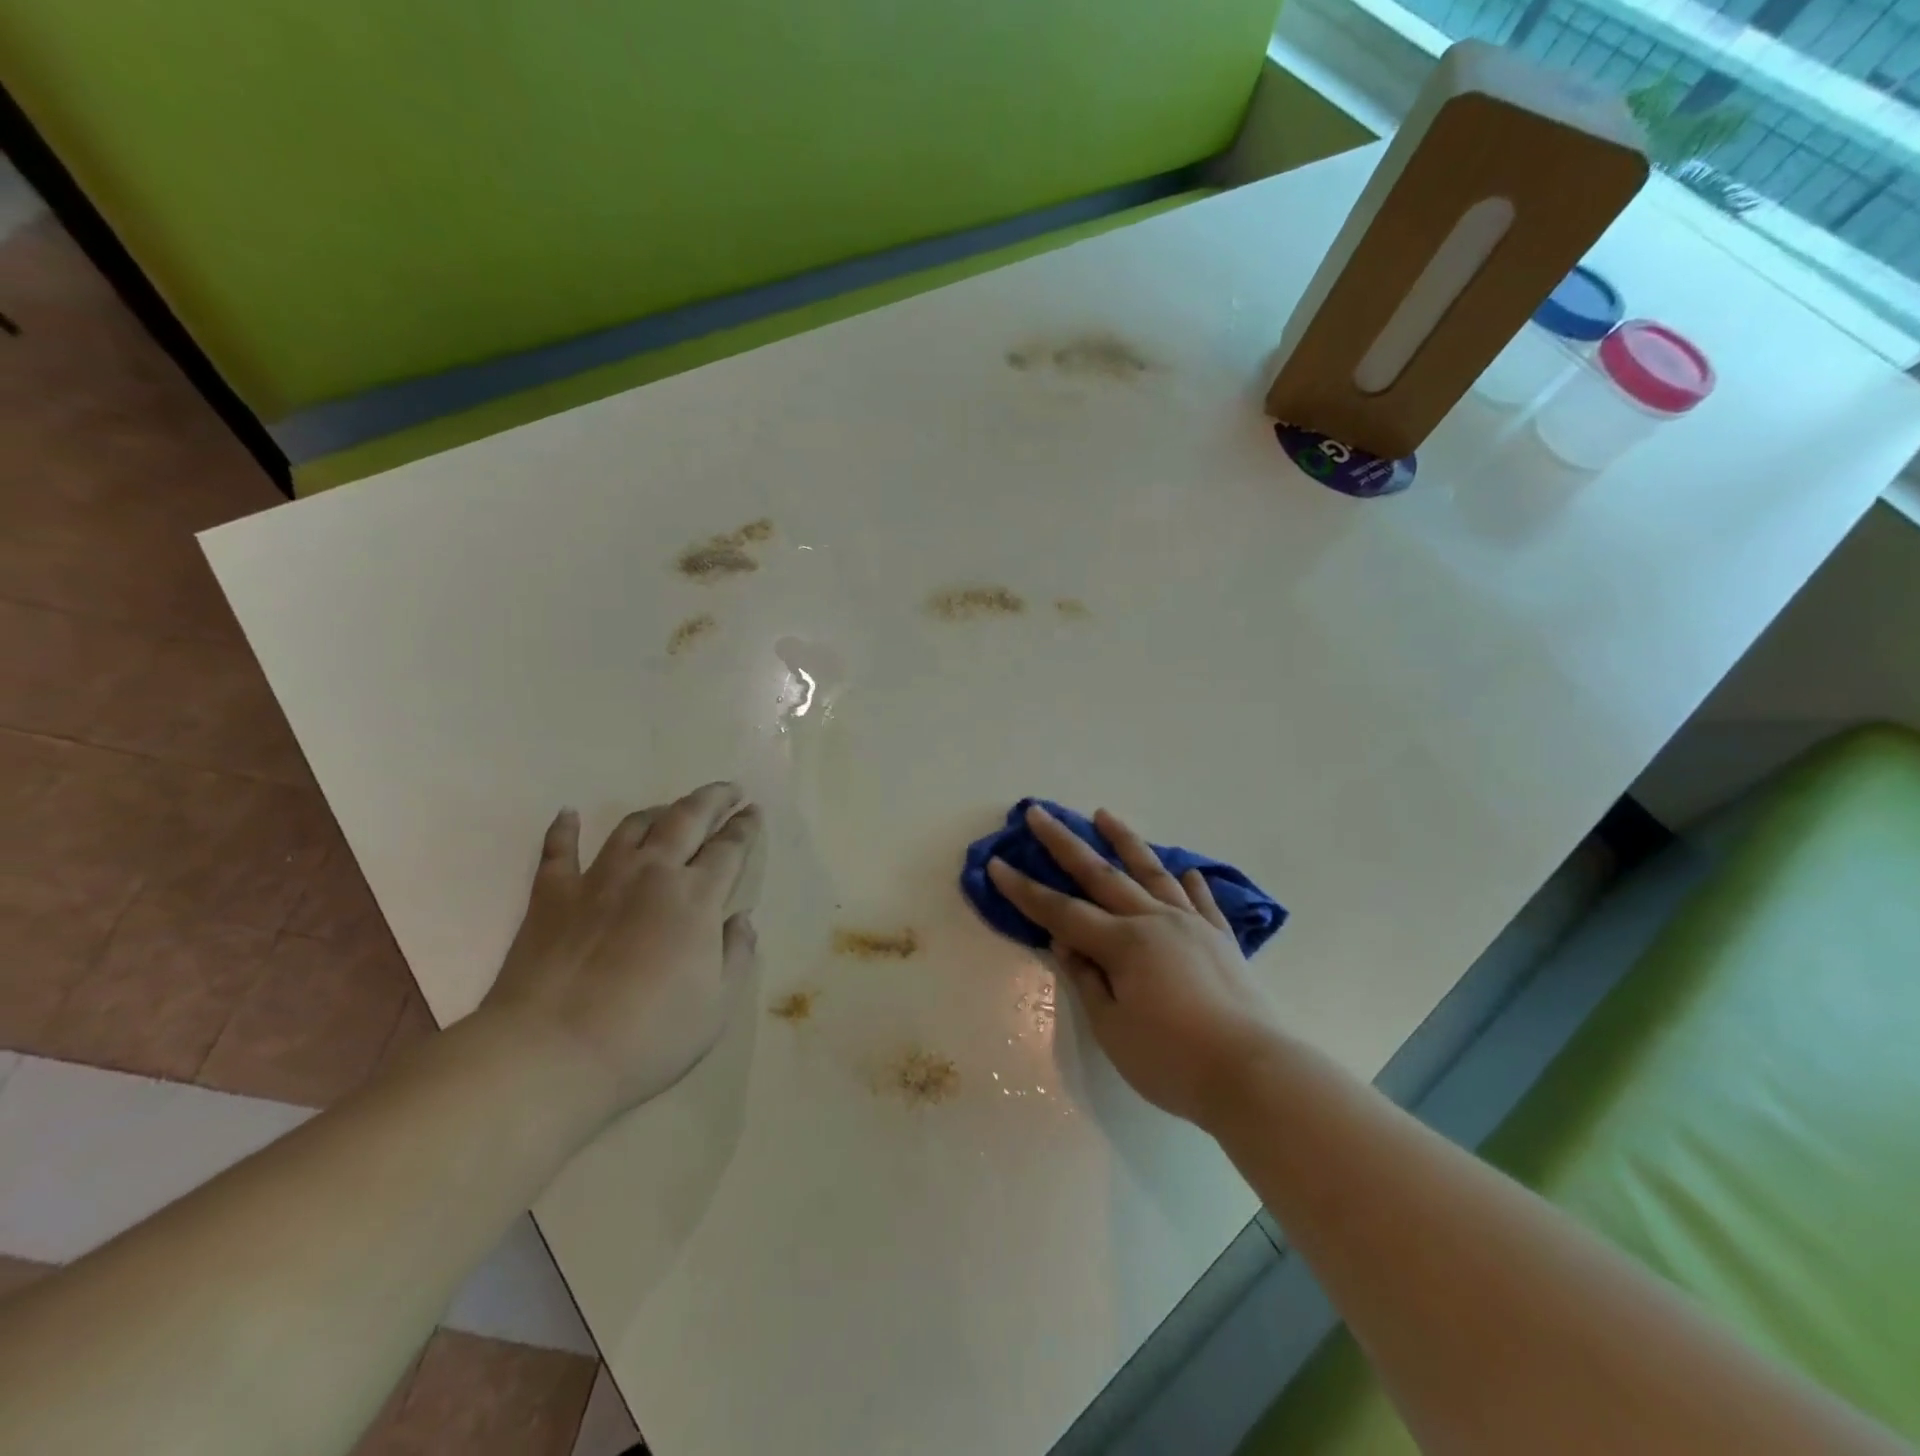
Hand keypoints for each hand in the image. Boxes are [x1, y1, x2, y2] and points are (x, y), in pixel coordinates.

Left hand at [482, 781, 765, 1116]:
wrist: (551, 1054)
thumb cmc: (648, 1036)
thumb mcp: (716, 1006)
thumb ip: (736, 955)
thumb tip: (741, 920)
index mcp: (696, 898)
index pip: (729, 848)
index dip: (745, 827)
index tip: (754, 812)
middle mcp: (651, 874)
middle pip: (687, 819)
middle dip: (713, 799)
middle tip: (729, 790)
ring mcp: (598, 880)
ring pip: (632, 826)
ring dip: (658, 812)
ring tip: (670, 809)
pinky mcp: (551, 896)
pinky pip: (558, 851)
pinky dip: (564, 828)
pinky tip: (568, 813)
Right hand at [987, 805, 1279, 1129]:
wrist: (1254, 1073)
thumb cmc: (1172, 1060)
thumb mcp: (1113, 1029)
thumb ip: (1087, 979)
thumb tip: (1066, 941)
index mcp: (1123, 943)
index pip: (1061, 912)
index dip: (1025, 891)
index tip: (996, 864)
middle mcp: (1154, 921)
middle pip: (1100, 874)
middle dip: (1064, 843)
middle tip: (1039, 812)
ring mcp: (1191, 925)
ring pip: (1152, 872)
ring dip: (1125, 841)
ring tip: (1104, 814)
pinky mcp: (1221, 940)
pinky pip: (1201, 901)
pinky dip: (1189, 883)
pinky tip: (1185, 871)